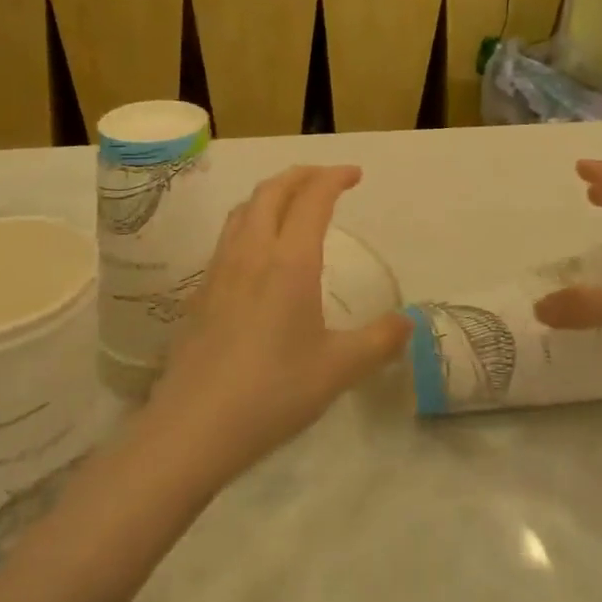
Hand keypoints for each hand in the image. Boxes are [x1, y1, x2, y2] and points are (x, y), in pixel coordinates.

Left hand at [145, 166, 409, 491]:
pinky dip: (250, 222)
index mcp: (290, 262)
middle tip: (325, 178)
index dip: (334, 178)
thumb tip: (408, 322)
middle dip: (300, 175)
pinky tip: (258, 253)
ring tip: (291, 204)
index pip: (312, 199)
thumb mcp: (339, 370)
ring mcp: (219, 271)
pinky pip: (228, 237)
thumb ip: (379, 342)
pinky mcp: (200, 293)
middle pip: (271, 191)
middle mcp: (252, 253)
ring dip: (271, 194)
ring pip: (243, 210)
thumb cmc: (273, 392)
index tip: (354, 174)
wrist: (193, 427)